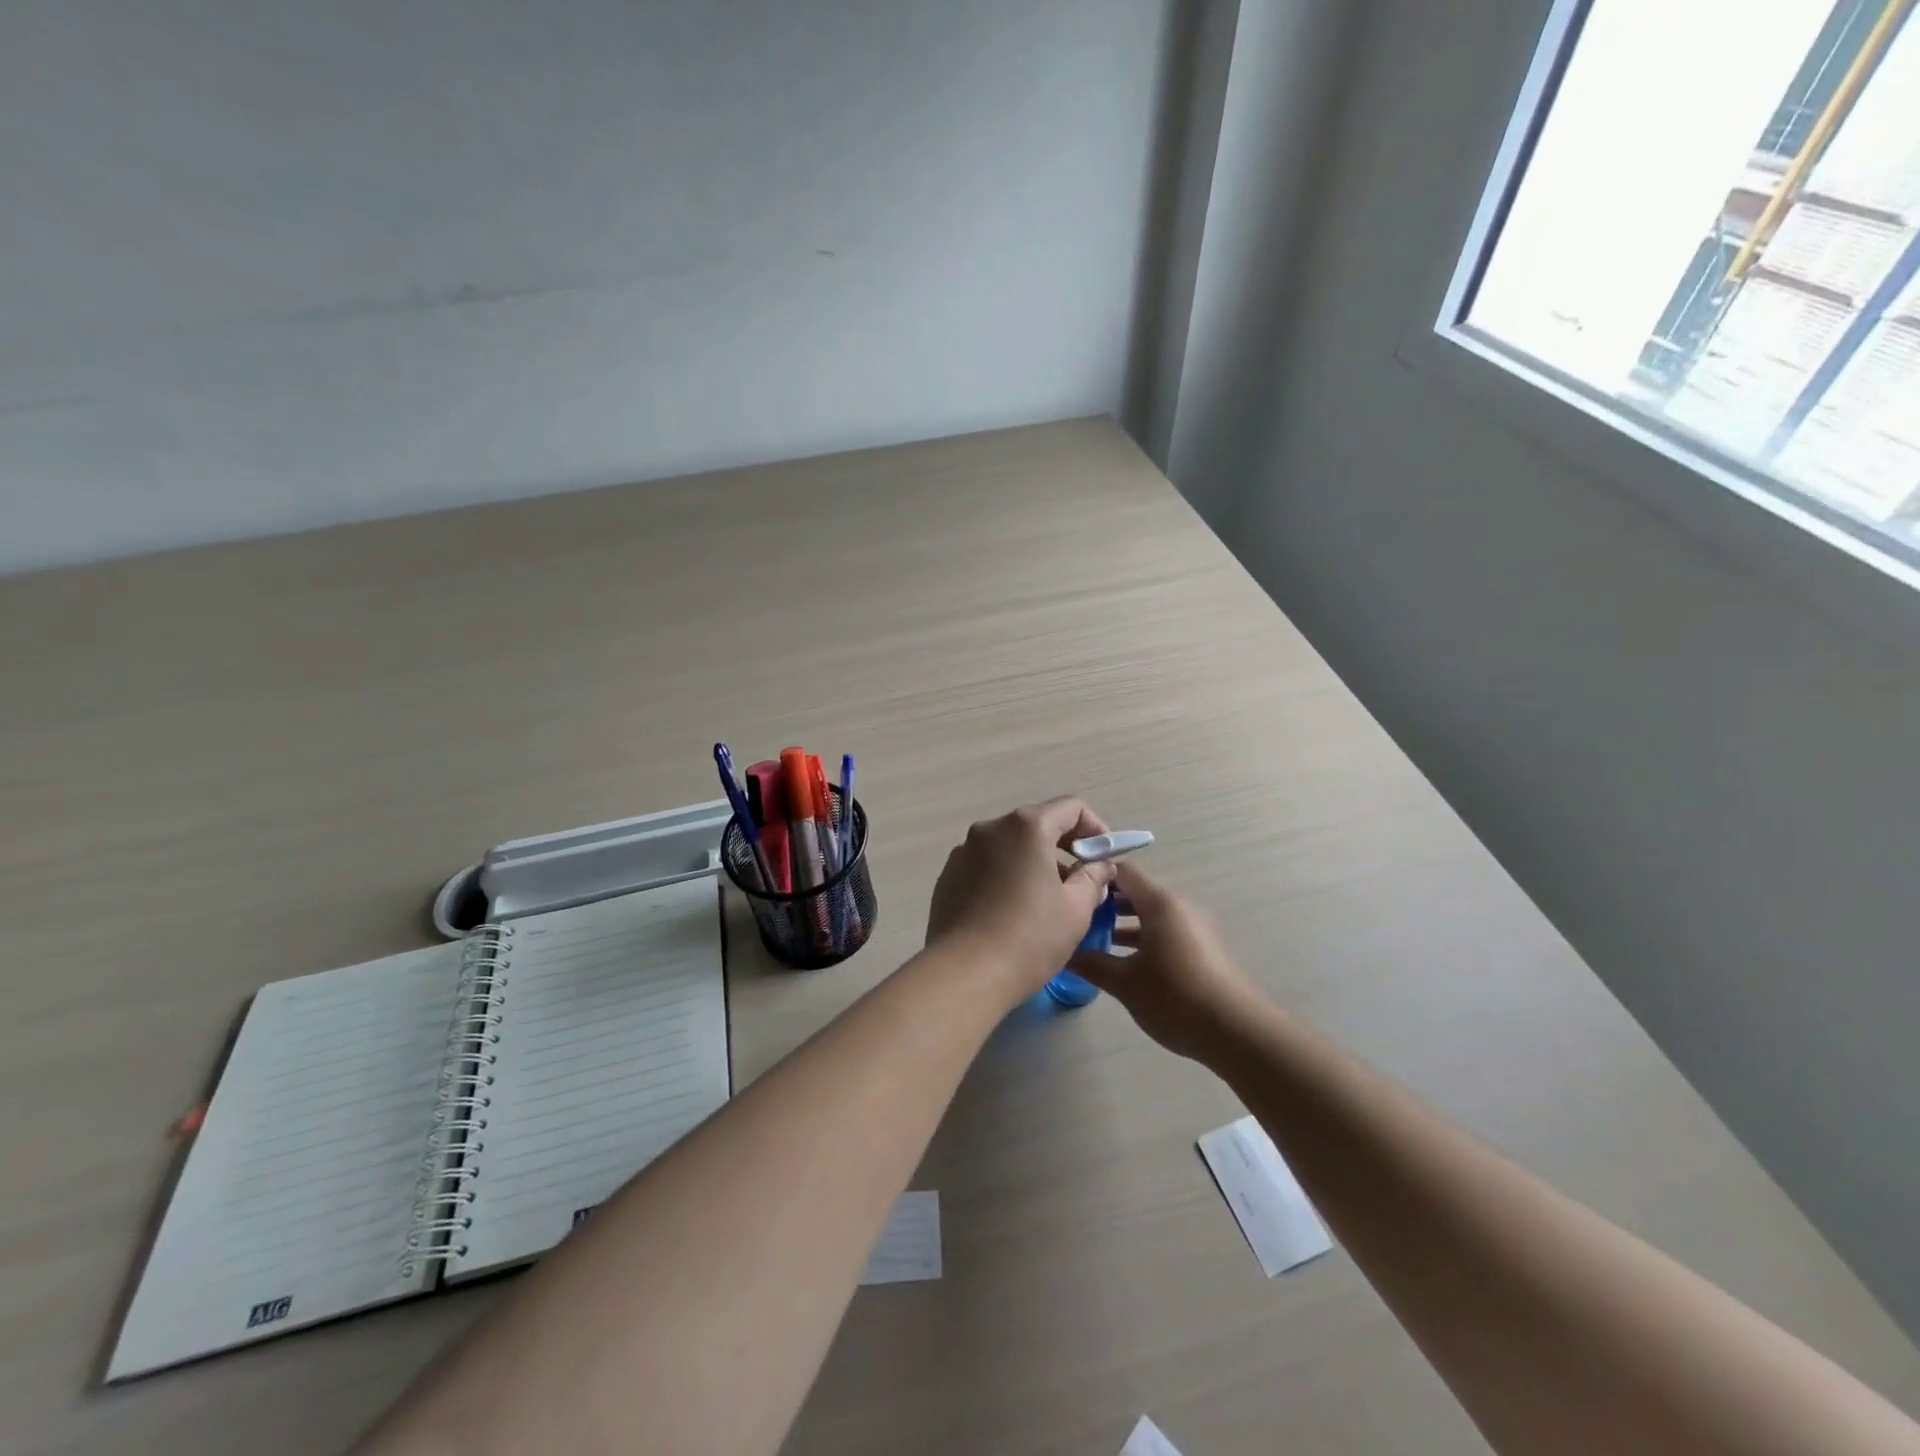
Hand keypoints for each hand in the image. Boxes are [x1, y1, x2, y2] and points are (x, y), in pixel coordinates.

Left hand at [926, 798, 1119, 995]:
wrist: (964, 973)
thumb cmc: (1029, 937)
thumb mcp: (1076, 909)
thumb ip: (1093, 878)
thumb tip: (1099, 866)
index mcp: (1026, 827)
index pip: (1070, 808)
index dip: (1094, 827)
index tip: (1103, 856)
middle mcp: (991, 829)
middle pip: (1036, 824)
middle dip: (1063, 846)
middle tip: (1081, 879)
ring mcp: (964, 851)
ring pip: (1009, 846)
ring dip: (1032, 862)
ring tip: (1046, 899)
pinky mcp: (948, 876)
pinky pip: (986, 866)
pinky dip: (1005, 876)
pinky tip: (1011, 911)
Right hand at [1068, 862, 1262, 1060]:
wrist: (1237, 1032)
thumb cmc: (1175, 997)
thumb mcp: (1125, 982)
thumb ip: (1091, 963)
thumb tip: (1063, 952)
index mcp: (1160, 903)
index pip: (1122, 871)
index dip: (1094, 875)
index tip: (1069, 888)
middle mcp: (1179, 907)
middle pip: (1136, 892)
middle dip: (1105, 902)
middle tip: (1075, 917)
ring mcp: (1194, 928)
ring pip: (1150, 914)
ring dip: (1122, 923)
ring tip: (1093, 940)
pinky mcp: (1203, 950)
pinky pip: (1165, 931)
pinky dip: (1142, 938)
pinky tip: (1124, 962)